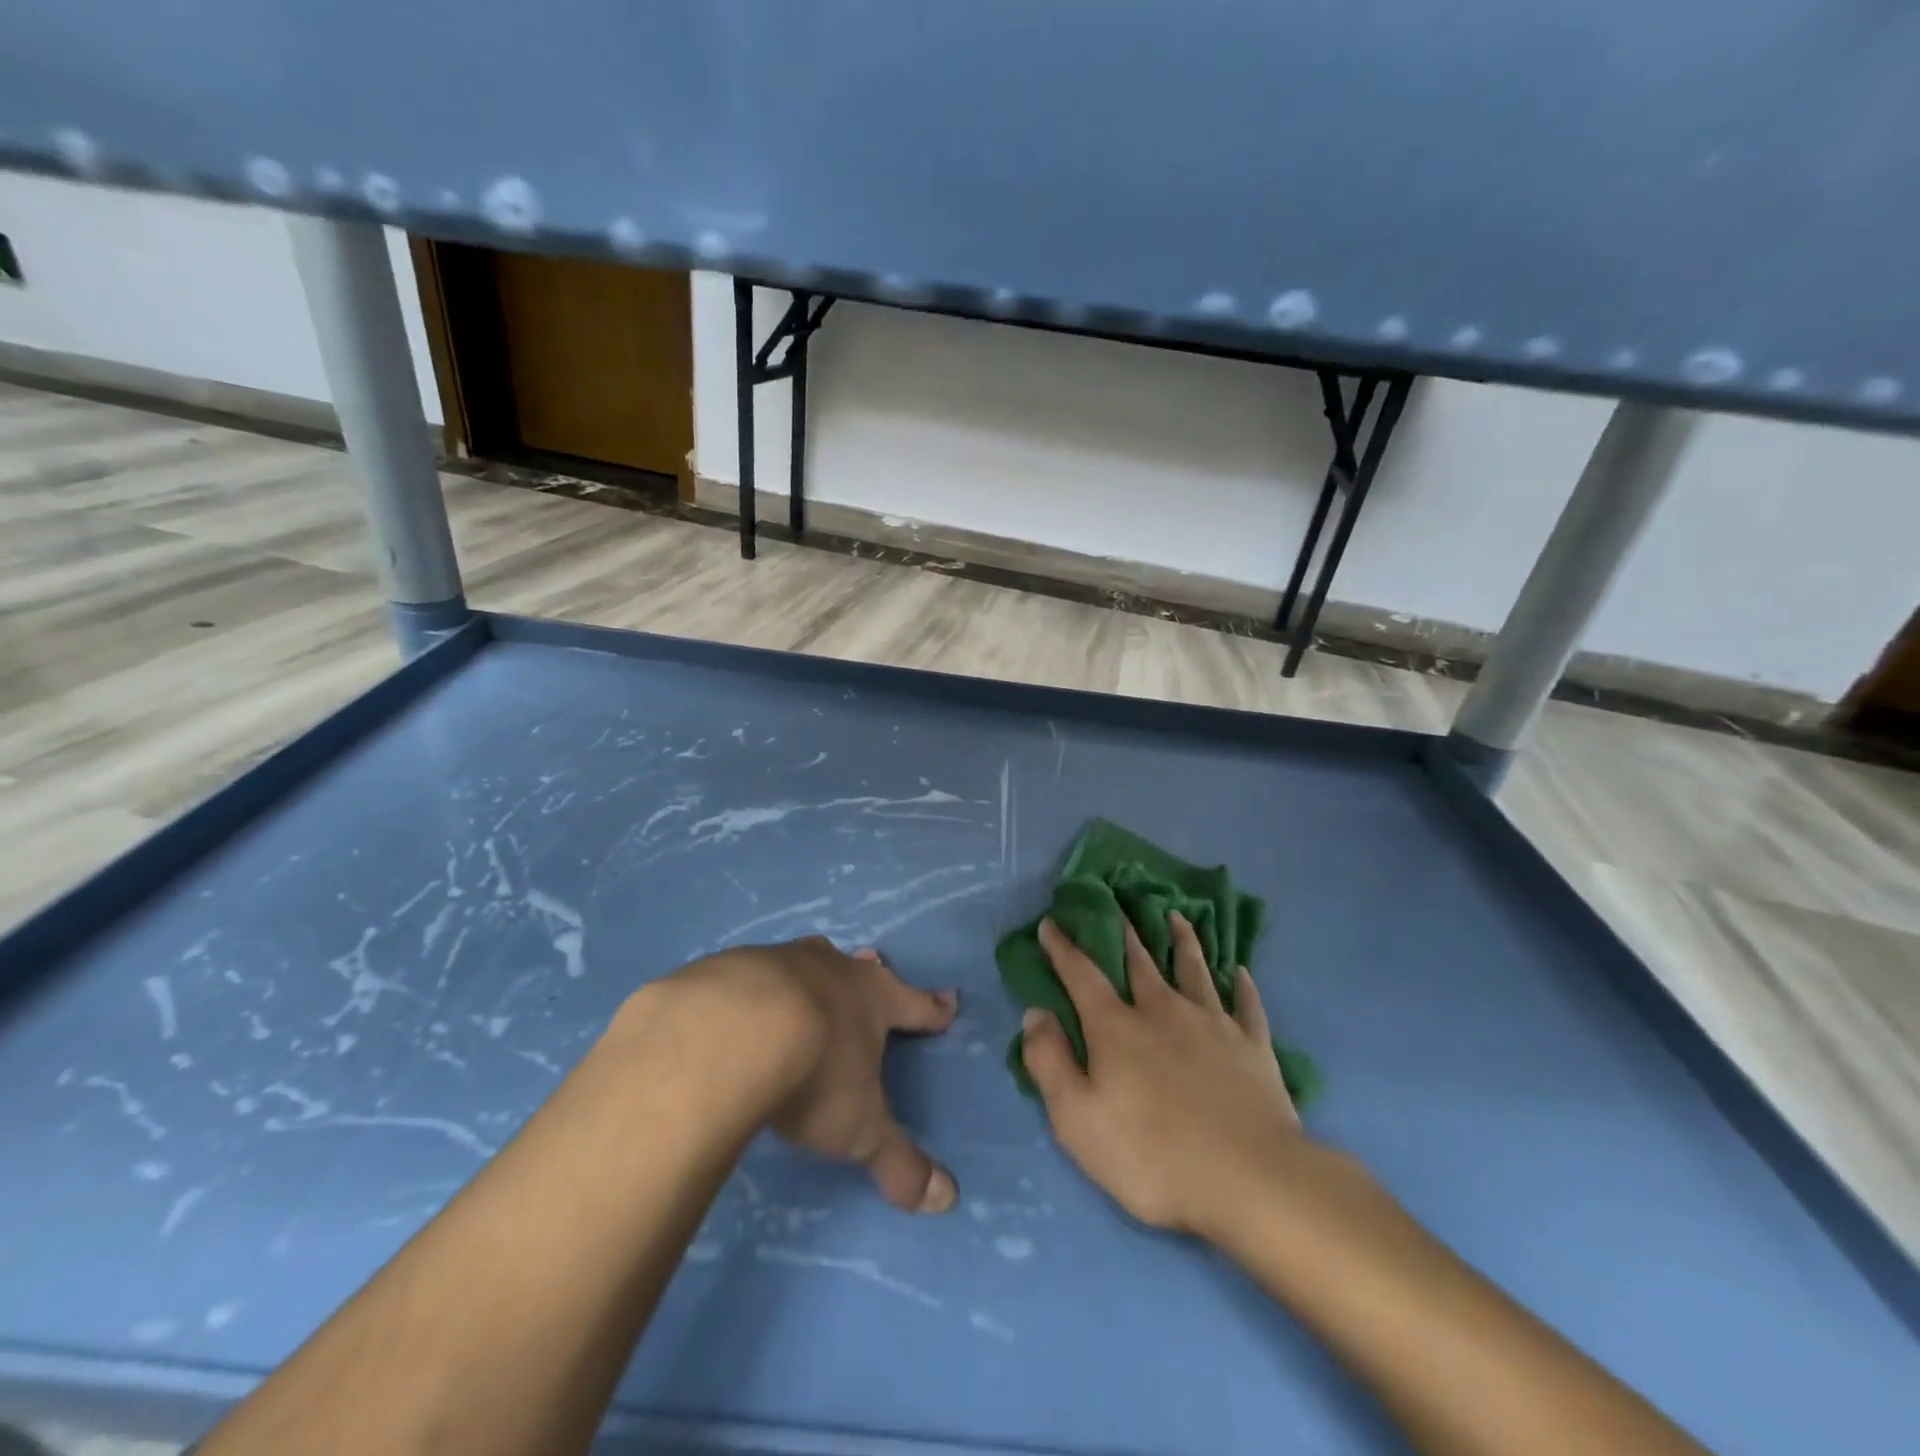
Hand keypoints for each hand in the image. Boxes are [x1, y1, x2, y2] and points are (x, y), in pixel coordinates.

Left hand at [673, 937, 960, 1213]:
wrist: (731, 1033)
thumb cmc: (814, 1074)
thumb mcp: (860, 1130)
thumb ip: (899, 1163)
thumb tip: (947, 1198)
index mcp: (873, 998)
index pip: (915, 1004)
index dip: (933, 1008)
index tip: (949, 1000)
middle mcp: (832, 969)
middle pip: (858, 968)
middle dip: (869, 972)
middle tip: (874, 963)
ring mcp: (780, 960)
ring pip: (807, 960)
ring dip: (812, 970)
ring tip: (810, 973)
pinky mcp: (733, 966)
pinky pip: (752, 972)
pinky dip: (755, 984)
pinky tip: (742, 1001)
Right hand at [1018, 912, 1303, 1237]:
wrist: (1249, 1180)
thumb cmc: (1151, 1154)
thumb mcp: (1076, 1118)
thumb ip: (1050, 1061)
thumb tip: (1035, 1013)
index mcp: (1117, 1027)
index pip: (1082, 975)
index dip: (1063, 948)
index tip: (1051, 923)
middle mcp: (1163, 1010)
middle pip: (1140, 962)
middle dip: (1124, 931)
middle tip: (1118, 903)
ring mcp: (1213, 1024)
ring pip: (1194, 970)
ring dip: (1182, 940)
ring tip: (1176, 916)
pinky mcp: (1253, 1046)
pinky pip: (1247, 1005)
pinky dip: (1242, 986)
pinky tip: (1239, 972)